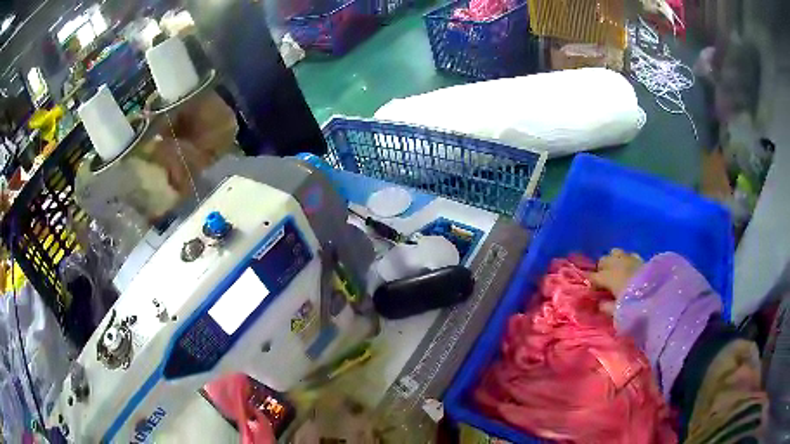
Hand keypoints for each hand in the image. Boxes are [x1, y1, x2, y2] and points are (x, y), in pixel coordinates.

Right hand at [591, 249, 643, 314]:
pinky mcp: (642, 259)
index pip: (594, 276)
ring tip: (615, 272)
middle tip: (602, 282)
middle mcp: (618, 264)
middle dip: (601, 269)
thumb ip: (607, 307)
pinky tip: (629, 269)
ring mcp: (631, 259)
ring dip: (613, 260)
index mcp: (610, 276)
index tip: (590, 292)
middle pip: (604, 260)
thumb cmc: (635, 306)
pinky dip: (626, 260)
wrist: (660, 296)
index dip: (591, 284)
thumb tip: (599, 303)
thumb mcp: (618, 312)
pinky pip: (629, 254)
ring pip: (616, 252)